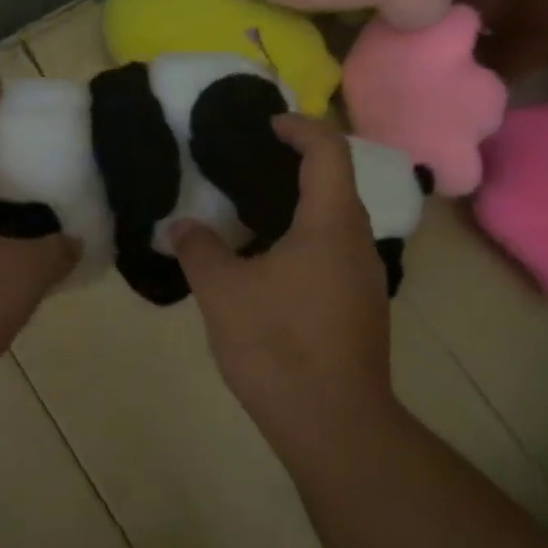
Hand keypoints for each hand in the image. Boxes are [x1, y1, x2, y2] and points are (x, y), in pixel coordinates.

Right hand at [172, 114, 394, 431]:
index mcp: (331, 224)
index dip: (299, 127)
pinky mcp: (362, 308)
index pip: (328, 151)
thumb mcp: (223, 292)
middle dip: (297, 164)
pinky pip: (335, 253)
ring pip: (337, 222)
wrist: (332, 422)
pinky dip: (306, 239)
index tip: (266, 125)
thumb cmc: (277, 344)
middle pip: (337, 183)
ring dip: (301, 205)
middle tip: (250, 165)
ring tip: (253, 212)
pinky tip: (270, 264)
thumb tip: (181, 226)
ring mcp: (366, 278)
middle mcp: (359, 242)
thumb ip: (200, 250)